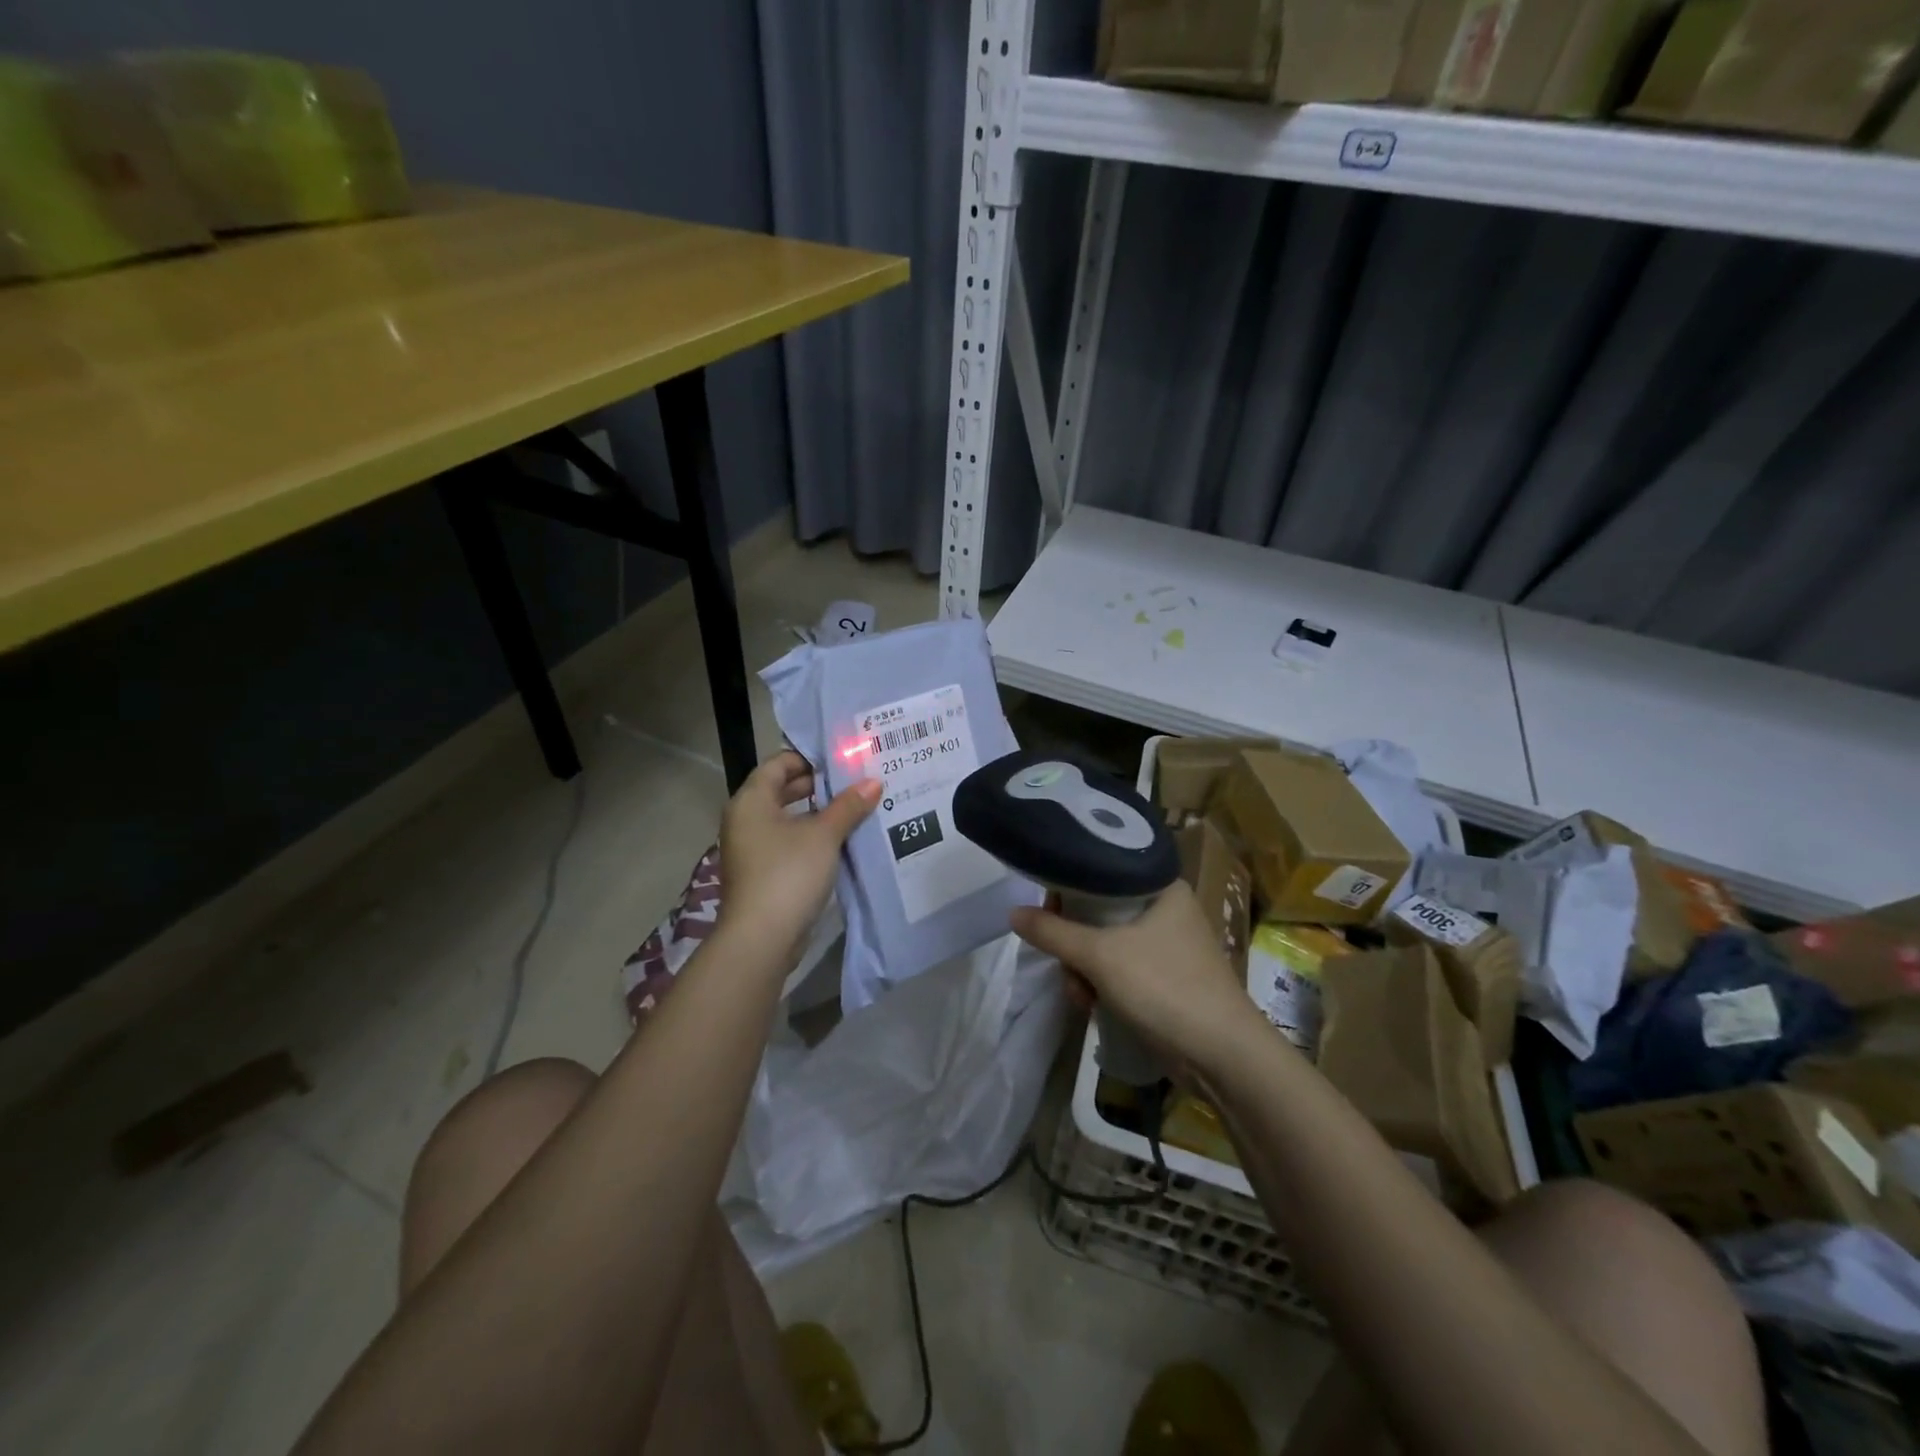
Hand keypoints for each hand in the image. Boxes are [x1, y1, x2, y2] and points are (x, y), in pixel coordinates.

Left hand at [717, 751, 880, 972]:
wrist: (761, 939)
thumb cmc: (788, 873)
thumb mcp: (824, 835)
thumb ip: (848, 806)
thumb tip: (873, 781)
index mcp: (751, 801)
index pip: (777, 764)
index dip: (808, 757)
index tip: (841, 759)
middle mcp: (745, 820)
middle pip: (781, 790)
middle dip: (818, 786)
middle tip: (855, 781)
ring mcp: (752, 849)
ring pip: (788, 819)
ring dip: (818, 814)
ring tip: (856, 808)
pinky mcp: (763, 874)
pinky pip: (789, 843)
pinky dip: (812, 837)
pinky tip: (843, 841)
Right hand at [1009, 881, 1262, 1070]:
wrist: (1222, 1056)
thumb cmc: (1164, 987)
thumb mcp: (1100, 955)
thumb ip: (1053, 932)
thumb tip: (1013, 912)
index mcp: (1161, 887)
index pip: (1103, 870)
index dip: (1070, 886)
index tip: (1048, 910)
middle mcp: (1166, 909)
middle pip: (1099, 911)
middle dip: (1075, 943)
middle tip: (1065, 963)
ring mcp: (1167, 946)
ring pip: (1105, 944)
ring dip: (1084, 970)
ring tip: (1081, 996)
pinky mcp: (1164, 979)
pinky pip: (1119, 970)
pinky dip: (1102, 985)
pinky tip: (1092, 1007)